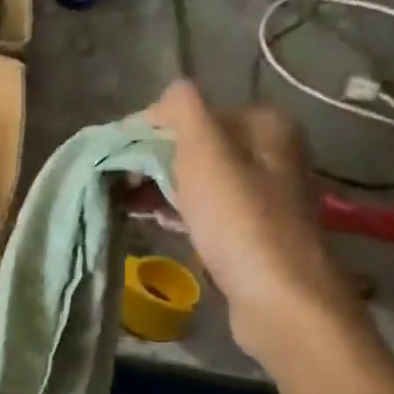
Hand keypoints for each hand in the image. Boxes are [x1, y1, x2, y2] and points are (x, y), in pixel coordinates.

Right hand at [145, 80, 362, 361]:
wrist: (278, 297)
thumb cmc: (237, 219)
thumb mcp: (204, 150)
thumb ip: (182, 109)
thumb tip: (166, 96)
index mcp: (262, 122)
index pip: (189, 112)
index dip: (146, 132)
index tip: (115, 160)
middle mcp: (269, 150)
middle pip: (192, 145)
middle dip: (151, 161)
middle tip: (118, 185)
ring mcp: (263, 191)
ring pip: (196, 177)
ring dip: (159, 186)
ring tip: (126, 204)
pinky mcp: (253, 228)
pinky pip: (205, 207)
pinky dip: (177, 209)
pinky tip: (154, 221)